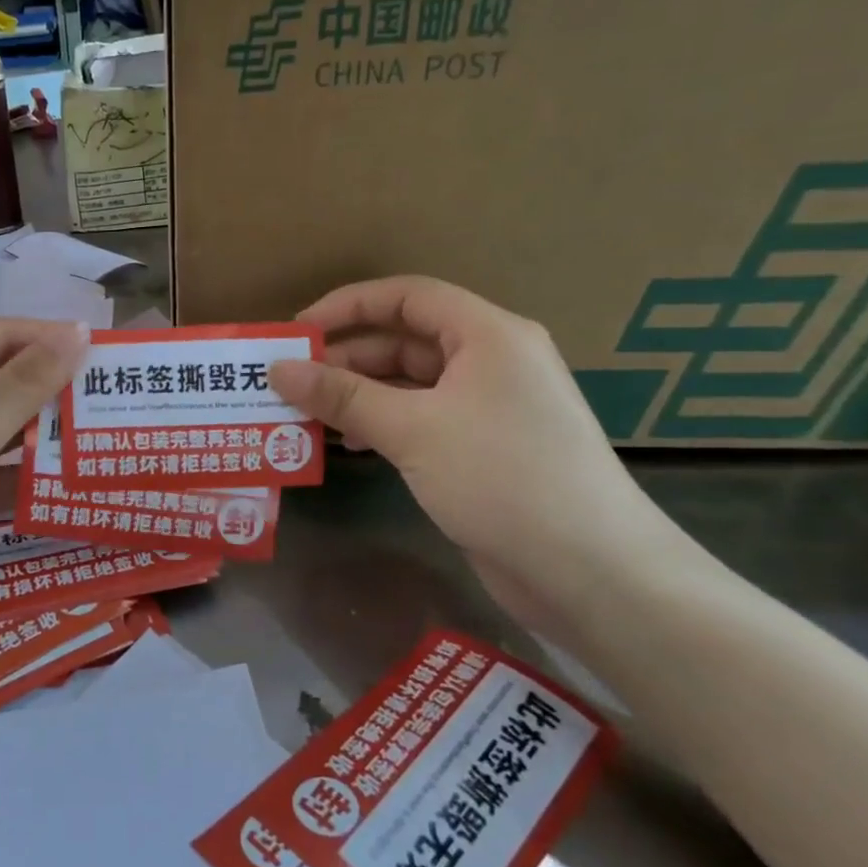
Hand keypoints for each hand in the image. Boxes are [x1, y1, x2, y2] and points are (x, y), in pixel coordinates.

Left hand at [0, 317, 88, 630]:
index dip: (47, 338)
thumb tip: (78, 332)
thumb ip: (27, 382)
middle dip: (49, 388)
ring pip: (0, 428)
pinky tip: (70, 477)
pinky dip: (26, 473)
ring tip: (99, 432)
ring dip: (42, 432)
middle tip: (107, 393)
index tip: (102, 349)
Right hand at [269, 277, 678, 627]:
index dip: (347, 306)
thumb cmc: (502, 477)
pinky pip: (421, 419)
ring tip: (307, 416)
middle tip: (289, 383)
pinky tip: (352, 444)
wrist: (589, 570)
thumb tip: (278, 369)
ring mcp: (489, 407)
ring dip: (358, 395)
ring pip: (409, 384)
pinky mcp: (483, 448)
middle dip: (345, 359)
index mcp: (487, 335)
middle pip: (404, 341)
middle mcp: (490, 361)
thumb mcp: (412, 429)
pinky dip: (382, 424)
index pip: (406, 296)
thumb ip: (341, 396)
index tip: (297, 332)